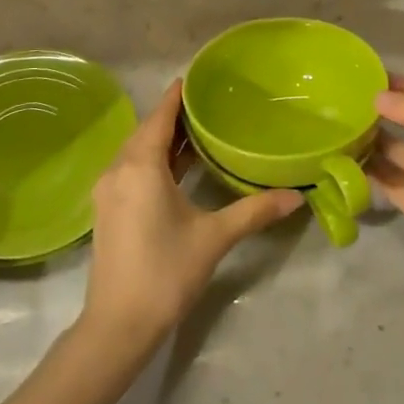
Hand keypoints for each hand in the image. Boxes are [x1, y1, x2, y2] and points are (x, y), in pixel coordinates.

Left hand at [79, 80, 302, 354]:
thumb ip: (254, 211)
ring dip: (163, 141)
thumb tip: (295, 196)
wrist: (118, 324)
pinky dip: (153, 161)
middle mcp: (118, 170)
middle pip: (146, 132)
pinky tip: (177, 169)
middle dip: (173, 117)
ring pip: (137, 152)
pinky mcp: (107, 210)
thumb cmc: (166, 272)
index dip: (176, 96)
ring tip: (198, 132)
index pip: (159, 117)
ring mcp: (108, 192)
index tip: (195, 78)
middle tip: (207, 104)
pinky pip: (131, 170)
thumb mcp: (214, 237)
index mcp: (140, 166)